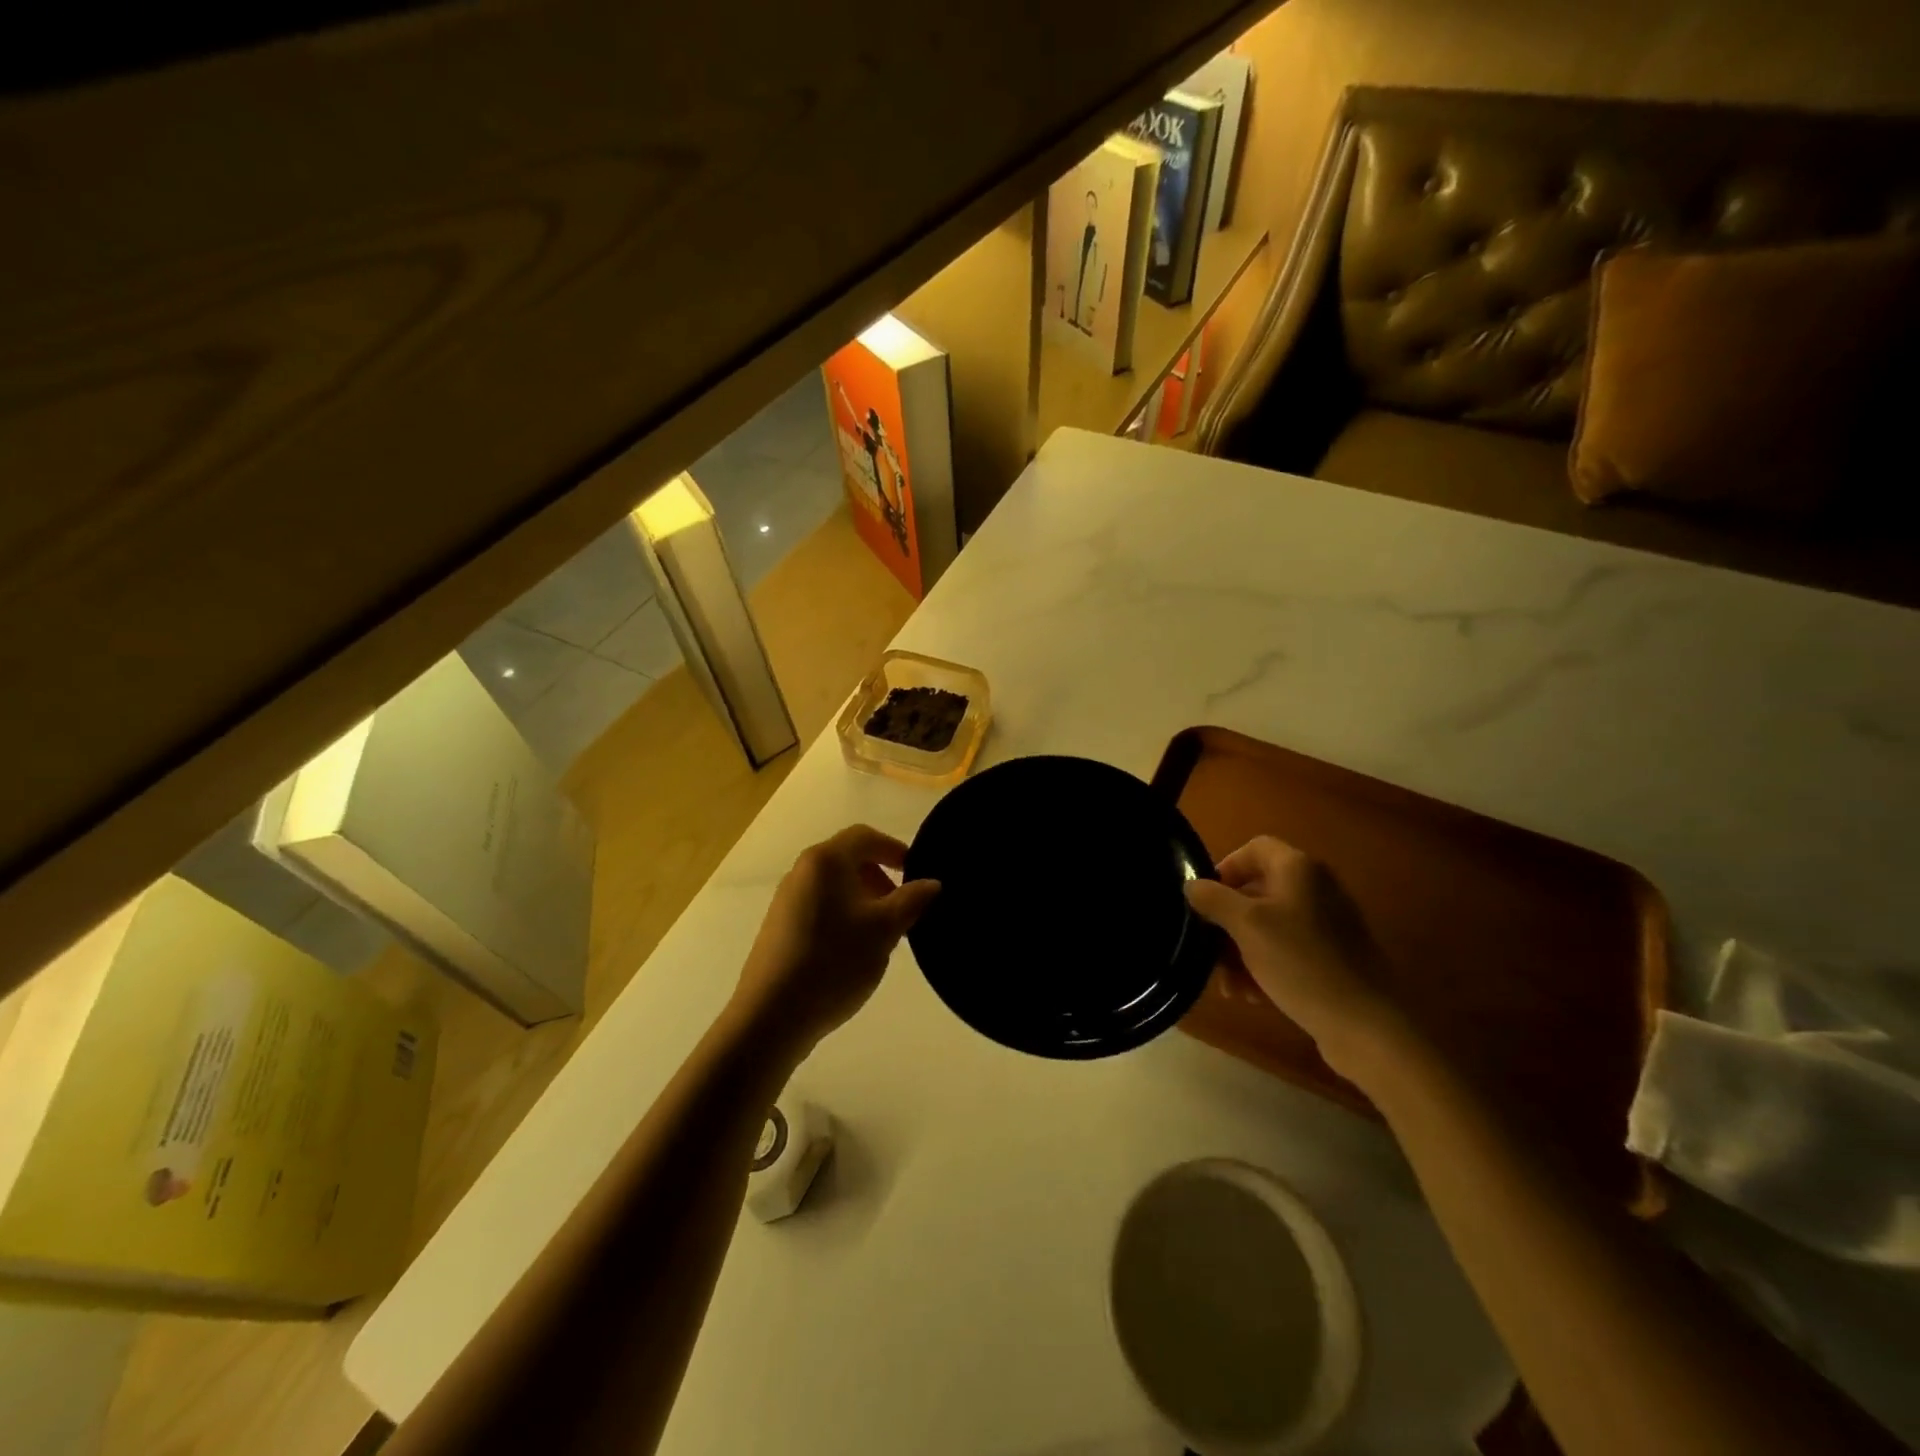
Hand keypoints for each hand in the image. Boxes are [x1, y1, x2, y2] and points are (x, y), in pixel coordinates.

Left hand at [732, 825, 939, 1050]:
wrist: (771, 1016)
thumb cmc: (833, 961)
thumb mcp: (884, 930)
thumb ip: (912, 900)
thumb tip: (932, 883)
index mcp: (825, 861)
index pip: (865, 836)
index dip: (895, 849)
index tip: (916, 875)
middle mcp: (802, 872)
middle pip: (849, 859)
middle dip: (881, 878)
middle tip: (902, 910)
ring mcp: (786, 900)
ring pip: (835, 886)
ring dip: (864, 900)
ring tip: (881, 935)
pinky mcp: (779, 928)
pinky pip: (820, 907)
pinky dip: (843, 916)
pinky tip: (852, 952)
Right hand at [1183, 837, 1402, 1078]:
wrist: (1366, 1025)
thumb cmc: (1300, 962)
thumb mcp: (1247, 926)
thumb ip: (1213, 899)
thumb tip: (1191, 885)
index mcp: (1298, 869)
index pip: (1254, 849)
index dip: (1225, 868)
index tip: (1204, 900)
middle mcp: (1315, 889)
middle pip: (1257, 892)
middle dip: (1227, 923)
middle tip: (1208, 951)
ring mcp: (1327, 926)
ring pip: (1268, 927)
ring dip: (1240, 952)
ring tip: (1229, 986)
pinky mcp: (1332, 959)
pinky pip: (1286, 952)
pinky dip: (1264, 967)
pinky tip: (1252, 997)